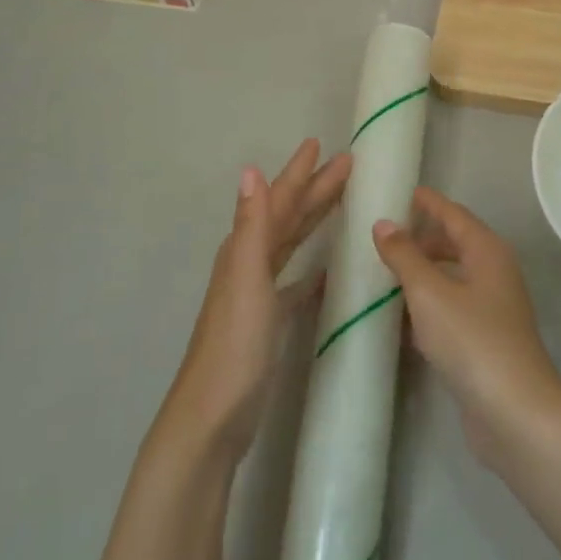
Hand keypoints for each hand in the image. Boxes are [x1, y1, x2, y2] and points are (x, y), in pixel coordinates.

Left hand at [163, 139, 351, 463]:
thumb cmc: (235, 344)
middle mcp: (250, 263)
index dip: (299, 172)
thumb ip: (252, 225)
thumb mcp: (246, 278)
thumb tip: (250, 169)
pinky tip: (328, 271)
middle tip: (346, 165)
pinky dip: (310, 271)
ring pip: (291, 244)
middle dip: (314, 189)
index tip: (320, 144)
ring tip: (340, 202)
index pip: (278, 200)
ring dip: (313, 220)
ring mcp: (258, 293)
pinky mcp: (268, 321)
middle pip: (287, 216)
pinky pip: (294, 283)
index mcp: (245, 249)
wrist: (213, 415)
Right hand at [372, 187, 560, 469]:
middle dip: (422, 238)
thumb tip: (383, 223)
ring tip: (385, 273)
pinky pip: (452, 308)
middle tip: (385, 236)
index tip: (403, 191)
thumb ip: (404, 256)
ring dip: (423, 273)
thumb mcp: (429, 292)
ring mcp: (493, 308)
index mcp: (486, 251)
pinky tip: (401, 317)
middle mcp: (494, 273)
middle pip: (455, 244)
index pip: (454, 214)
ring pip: (452, 278)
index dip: (429, 203)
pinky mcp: (486, 341)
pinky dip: (428, 304)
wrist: (515, 413)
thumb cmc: (472, 340)